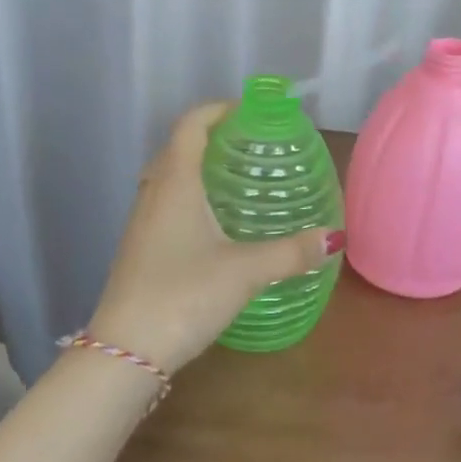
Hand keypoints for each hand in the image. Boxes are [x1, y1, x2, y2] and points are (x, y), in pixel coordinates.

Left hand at [87, 102, 343, 373]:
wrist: (125, 351)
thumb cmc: (184, 295)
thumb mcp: (246, 272)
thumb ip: (291, 253)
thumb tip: (335, 239)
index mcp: (176, 185)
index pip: (190, 126)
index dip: (217, 110)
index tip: (249, 111)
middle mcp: (153, 195)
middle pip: (177, 149)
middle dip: (211, 138)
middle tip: (249, 146)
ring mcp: (141, 224)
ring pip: (168, 179)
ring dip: (198, 169)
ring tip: (236, 181)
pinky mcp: (139, 250)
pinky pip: (165, 206)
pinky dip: (189, 199)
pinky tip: (214, 226)